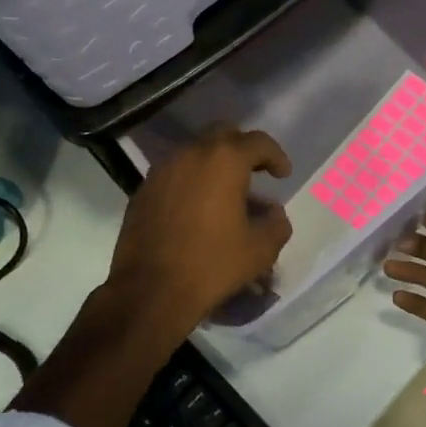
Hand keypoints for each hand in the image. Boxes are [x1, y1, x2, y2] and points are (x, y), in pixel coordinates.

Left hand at [106, 126, 293, 334]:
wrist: (150, 291)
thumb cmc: (212, 265)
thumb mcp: (260, 249)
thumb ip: (276, 223)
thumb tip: (273, 213)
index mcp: (224, 160)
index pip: (258, 142)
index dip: (276, 156)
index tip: (282, 175)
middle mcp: (191, 154)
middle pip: (223, 135)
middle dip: (243, 150)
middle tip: (255, 173)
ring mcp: (162, 171)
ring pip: (195, 153)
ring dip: (214, 165)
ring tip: (226, 194)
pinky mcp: (143, 191)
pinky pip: (175, 174)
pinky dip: (191, 182)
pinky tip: (198, 210)